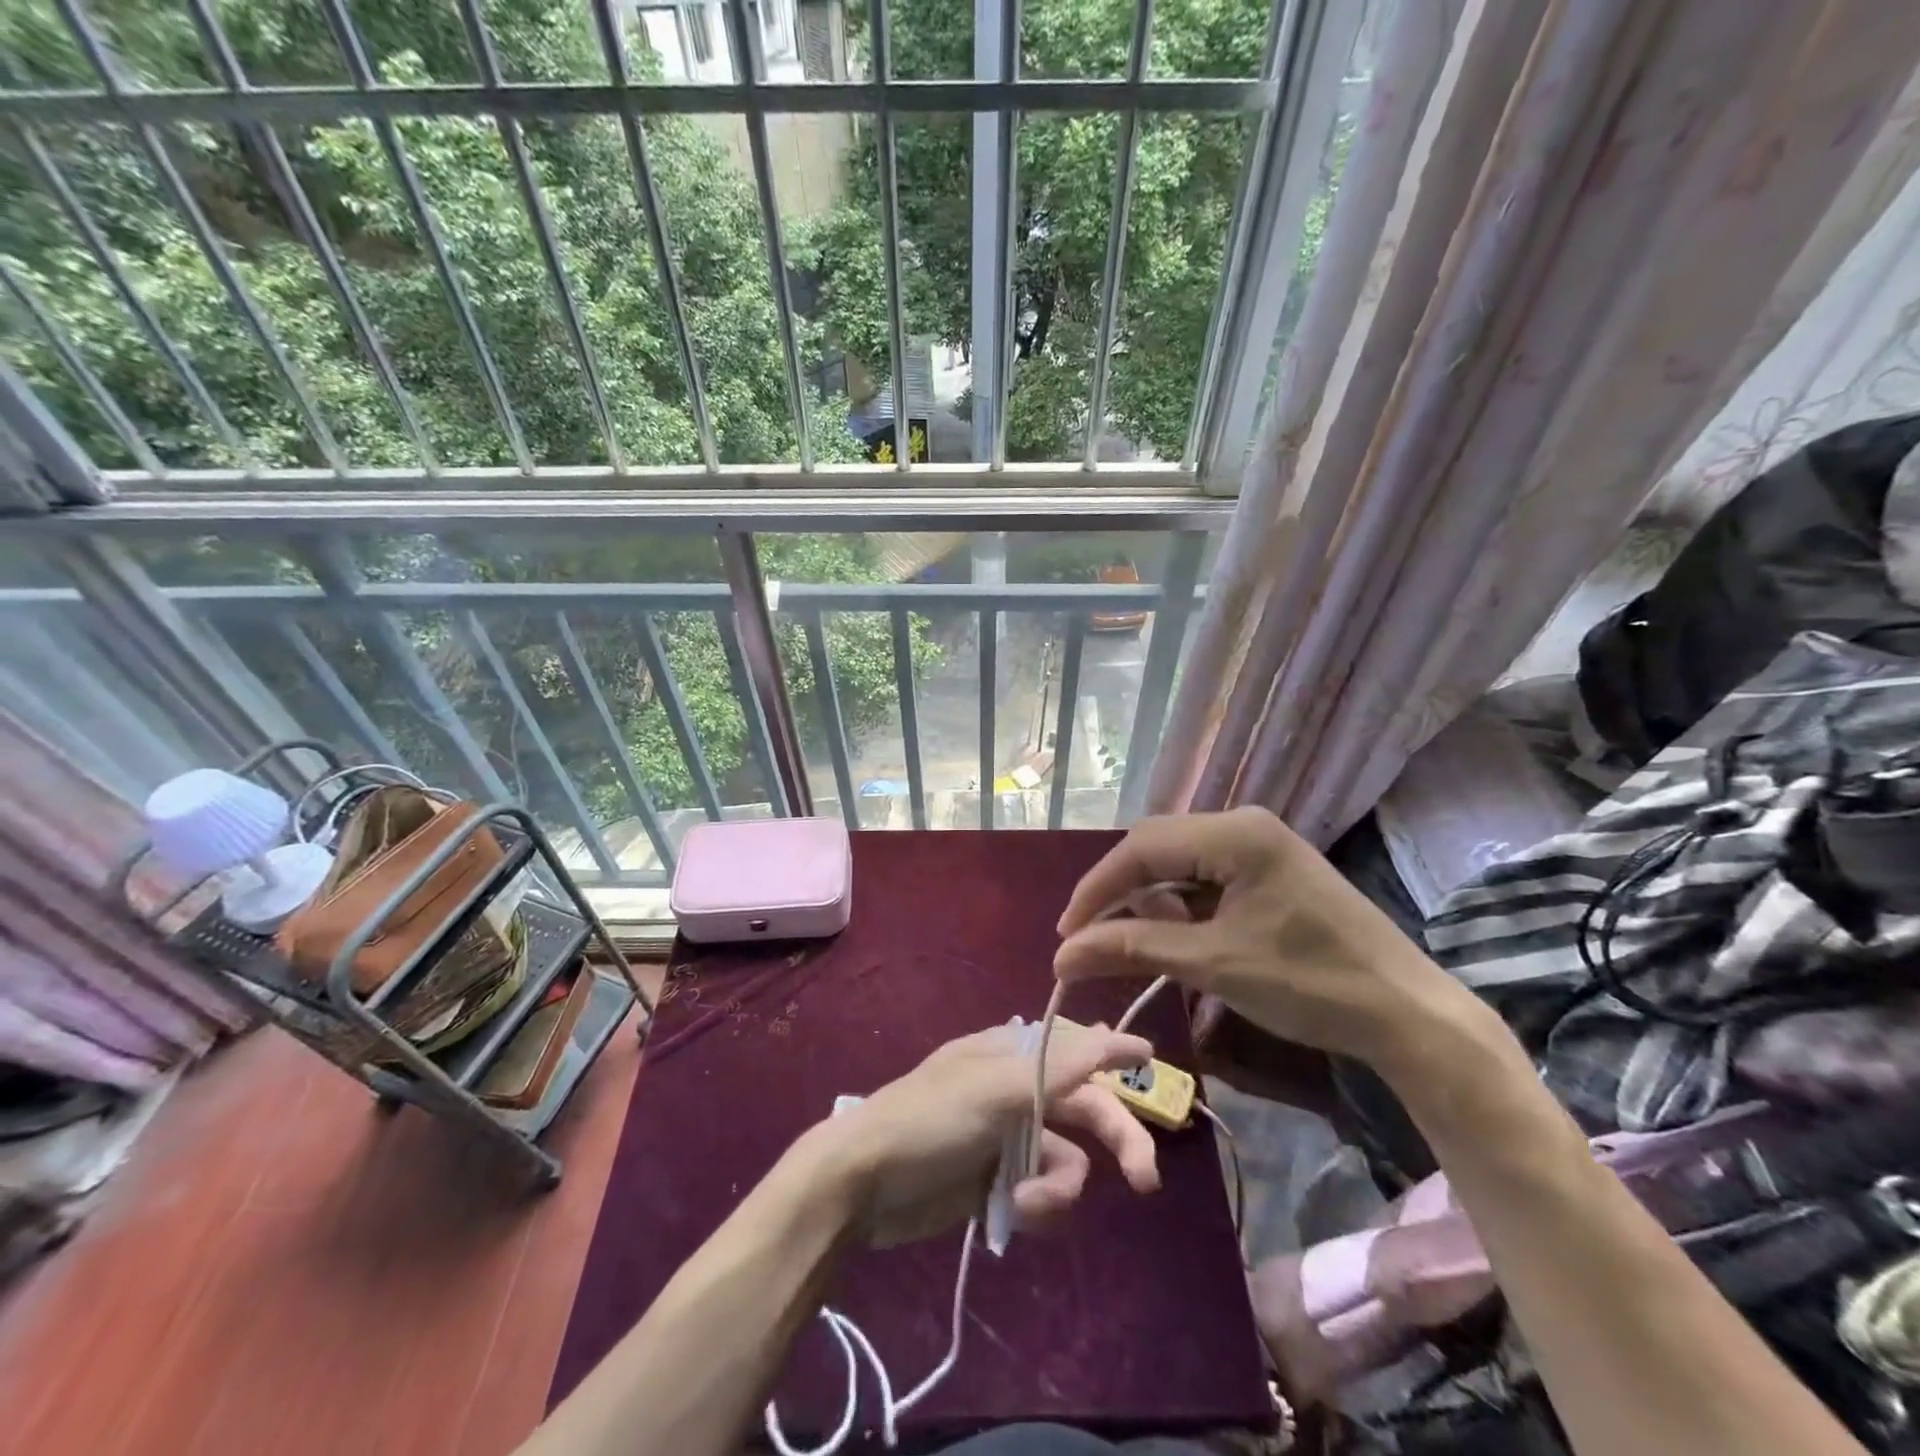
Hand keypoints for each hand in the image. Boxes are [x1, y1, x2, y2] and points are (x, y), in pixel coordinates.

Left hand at [797, 1022, 1162, 1248]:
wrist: (863, 1185)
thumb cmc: (929, 1119)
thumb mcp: (994, 1086)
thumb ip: (1057, 1065)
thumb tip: (1109, 1031)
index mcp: (1011, 1053)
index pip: (1074, 1046)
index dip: (1111, 1050)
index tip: (1150, 1058)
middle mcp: (1016, 1090)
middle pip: (1084, 1107)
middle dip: (1115, 1138)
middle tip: (1145, 1180)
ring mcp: (1009, 1138)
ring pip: (1068, 1160)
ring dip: (1058, 1188)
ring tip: (1026, 1205)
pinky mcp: (1000, 1183)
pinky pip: (1045, 1194)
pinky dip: (1038, 1207)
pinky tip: (1012, 1214)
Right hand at [1052, 806, 1476, 1068]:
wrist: (1408, 1015)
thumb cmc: (1310, 984)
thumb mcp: (1213, 964)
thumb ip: (1132, 948)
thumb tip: (1061, 956)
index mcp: (1235, 833)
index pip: (1142, 848)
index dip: (1096, 890)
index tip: (1065, 934)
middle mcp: (1244, 825)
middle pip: (1156, 850)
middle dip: (1118, 895)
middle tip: (1087, 941)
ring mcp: (1259, 847)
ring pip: (1178, 865)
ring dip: (1148, 903)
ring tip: (1127, 945)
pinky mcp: (1268, 872)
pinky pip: (1205, 879)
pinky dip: (1179, 909)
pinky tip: (1171, 938)